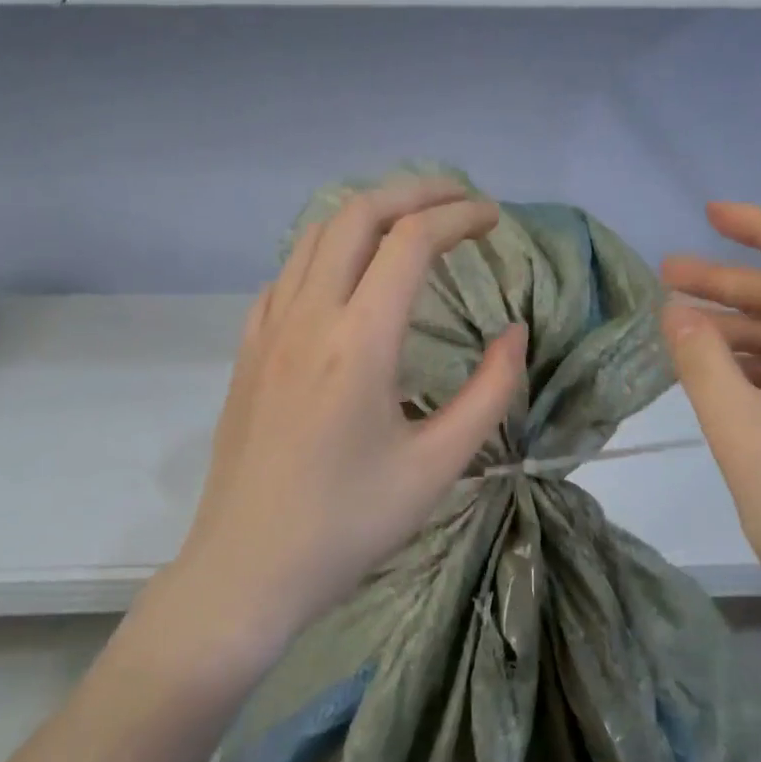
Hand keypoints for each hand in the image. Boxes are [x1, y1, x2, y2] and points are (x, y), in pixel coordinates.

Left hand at [169, 176, 526, 661]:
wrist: (246, 570)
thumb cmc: (347, 526)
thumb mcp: (437, 467)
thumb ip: (489, 392)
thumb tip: (514, 333)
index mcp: (359, 342)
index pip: (411, 240)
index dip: (458, 216)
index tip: (493, 219)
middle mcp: (307, 316)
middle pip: (357, 213)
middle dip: (414, 191)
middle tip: (459, 200)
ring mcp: (268, 328)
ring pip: (315, 234)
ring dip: (368, 213)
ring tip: (411, 224)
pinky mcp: (248, 349)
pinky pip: (288, 271)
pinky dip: (328, 249)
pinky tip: (350, 277)